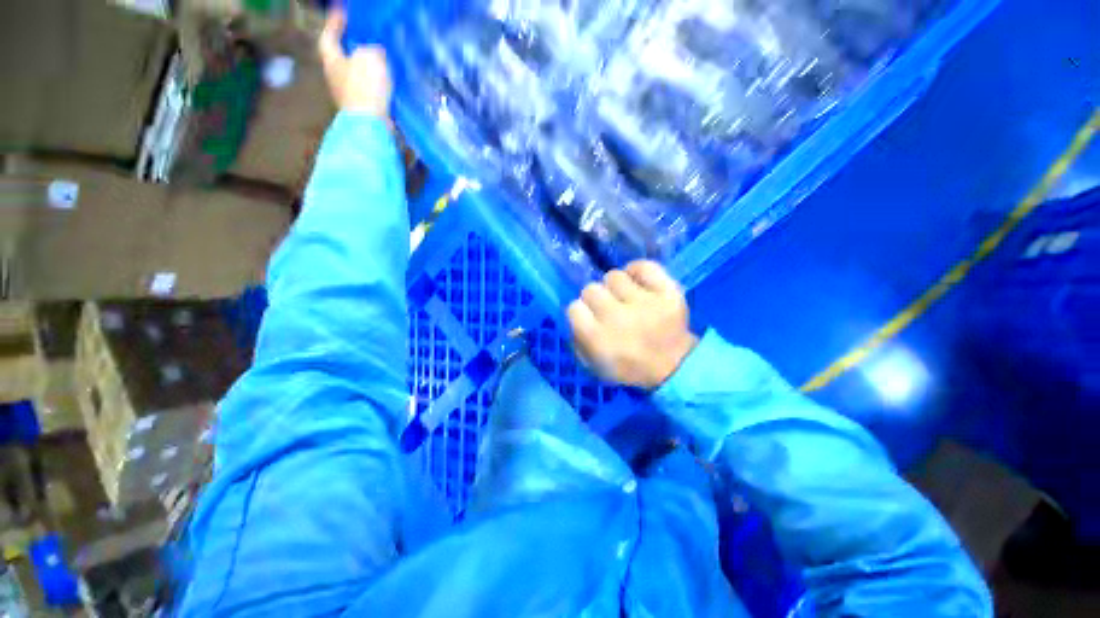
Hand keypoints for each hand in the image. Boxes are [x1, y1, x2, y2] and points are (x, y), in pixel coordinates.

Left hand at [318, 10, 392, 117]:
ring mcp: (347, 94)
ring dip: (366, 67)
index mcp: (331, 59)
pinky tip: (386, 82)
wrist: (370, 124)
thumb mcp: (370, 58)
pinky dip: (375, 83)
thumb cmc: (365, 87)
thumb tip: (375, 51)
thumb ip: (372, 50)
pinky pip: (368, 89)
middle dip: (351, 46)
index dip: (334, 23)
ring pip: (355, 73)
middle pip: (341, 55)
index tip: (342, 13)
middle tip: (364, 37)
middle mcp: (335, 75)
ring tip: (380, 60)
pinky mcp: (361, 108)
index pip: (328, 36)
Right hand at [568, 261, 698, 389]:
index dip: (581, 311)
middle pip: (591, 289)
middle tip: (609, 308)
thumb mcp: (594, 365)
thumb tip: (576, 311)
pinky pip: (644, 266)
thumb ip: (578, 338)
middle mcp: (619, 318)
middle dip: (596, 299)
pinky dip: (638, 271)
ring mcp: (646, 303)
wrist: (675, 367)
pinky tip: (638, 283)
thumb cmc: (629, 367)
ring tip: (626, 298)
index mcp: (599, 339)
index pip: (574, 307)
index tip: (590, 317)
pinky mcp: (668, 292)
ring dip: (616, 287)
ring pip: (614, 276)